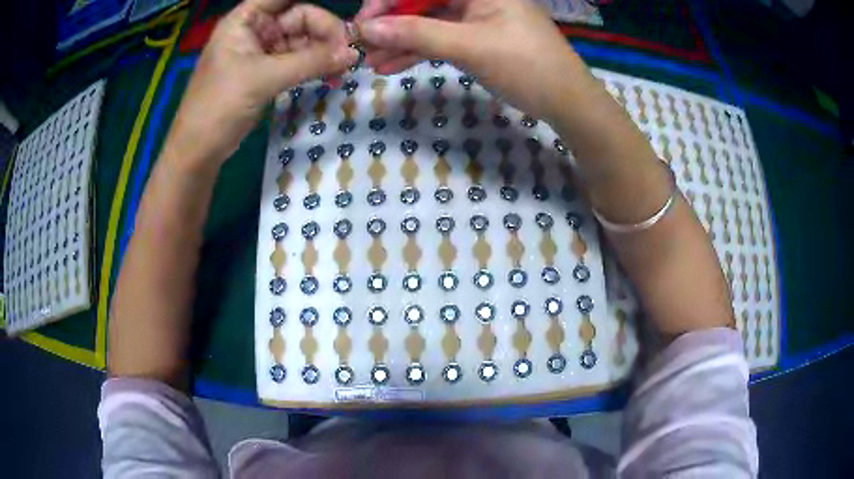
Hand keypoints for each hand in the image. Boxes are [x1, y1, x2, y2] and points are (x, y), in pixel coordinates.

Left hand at [168, 0, 358, 167]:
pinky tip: (331, 73)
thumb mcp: (264, 78)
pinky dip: (314, 66)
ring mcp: (261, 51)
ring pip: (302, 40)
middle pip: (299, 17)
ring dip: (323, 51)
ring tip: (343, 68)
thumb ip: (310, 62)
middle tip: (347, 53)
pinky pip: (297, 60)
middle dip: (324, 32)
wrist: (198, 151)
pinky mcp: (266, 72)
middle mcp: (255, 29)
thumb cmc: (220, 106)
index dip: (314, 7)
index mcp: (245, 19)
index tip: (343, 23)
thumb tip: (353, 54)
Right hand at [356, 0, 583, 122]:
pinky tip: (392, 65)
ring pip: (429, 22)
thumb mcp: (469, 46)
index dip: (389, 1)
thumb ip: (417, 34)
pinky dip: (419, 51)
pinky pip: (441, 38)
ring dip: (400, 41)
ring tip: (371, 63)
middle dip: (391, 24)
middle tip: (363, 46)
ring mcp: (477, 16)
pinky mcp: (478, 36)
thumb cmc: (527, 65)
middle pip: (423, 2)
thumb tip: (368, 28)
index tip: (363, 22)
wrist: (566, 101)